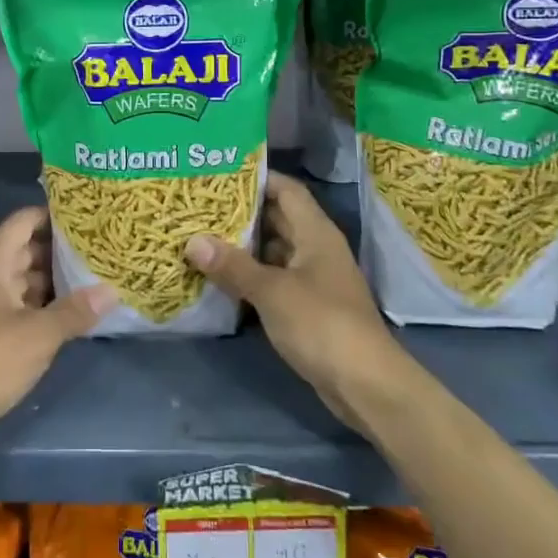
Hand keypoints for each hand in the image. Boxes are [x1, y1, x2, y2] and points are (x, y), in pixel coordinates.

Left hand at [0, 206, 114, 448]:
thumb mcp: (38, 335)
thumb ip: (75, 310)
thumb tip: (112, 291)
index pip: (23, 221)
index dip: (52, 214)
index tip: (87, 215)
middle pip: (25, 249)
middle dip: (60, 249)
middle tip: (100, 247)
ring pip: (23, 278)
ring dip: (53, 279)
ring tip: (93, 276)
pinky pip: (18, 304)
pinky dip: (42, 303)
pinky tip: (71, 311)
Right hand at [187, 171, 405, 431]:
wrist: (365, 385)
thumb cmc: (322, 324)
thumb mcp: (272, 291)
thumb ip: (233, 265)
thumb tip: (192, 241)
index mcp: (316, 232)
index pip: (287, 190)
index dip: (258, 178)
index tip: (221, 172)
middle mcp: (316, 249)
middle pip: (278, 219)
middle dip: (242, 212)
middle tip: (200, 205)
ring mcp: (314, 279)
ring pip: (274, 251)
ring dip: (243, 246)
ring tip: (202, 236)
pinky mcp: (308, 308)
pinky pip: (274, 280)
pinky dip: (250, 276)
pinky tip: (220, 278)